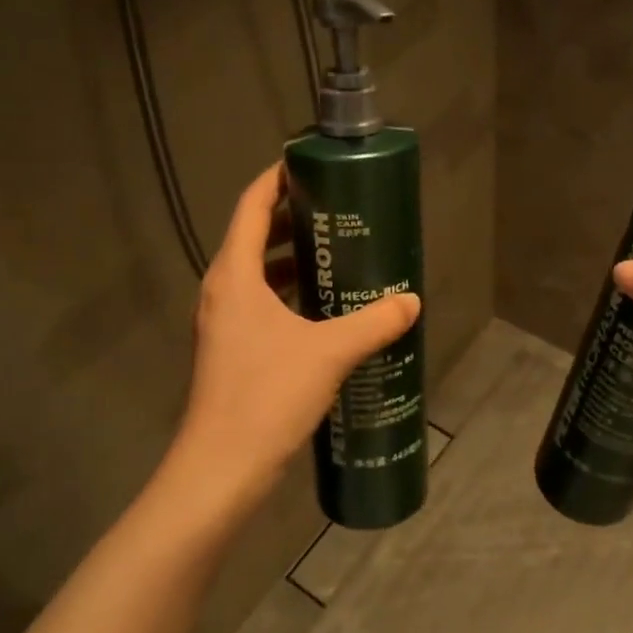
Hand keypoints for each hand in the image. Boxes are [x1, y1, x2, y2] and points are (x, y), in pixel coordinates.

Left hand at [171, 163, 420, 517]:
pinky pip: (261, 305)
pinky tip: (325, 310)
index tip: (309, 163)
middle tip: (338, 210)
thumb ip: (374, 323)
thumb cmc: (266, 396)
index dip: (275, 178)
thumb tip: (411, 301)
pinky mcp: (232, 351)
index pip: (251, 206)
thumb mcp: (329, 353)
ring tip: (337, 254)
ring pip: (258, 274)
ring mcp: (223, 323)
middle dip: (293, 218)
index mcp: (235, 276)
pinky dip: (289, 295)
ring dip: (292, 259)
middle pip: (253, 236)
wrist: (221, 469)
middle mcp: (222, 291)